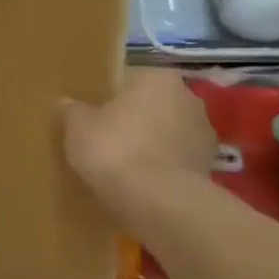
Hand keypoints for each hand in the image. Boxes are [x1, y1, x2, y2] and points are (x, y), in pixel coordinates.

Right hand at [61, 69, 214, 214]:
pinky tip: (137, 181)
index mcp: (158, 79)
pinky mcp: (209, 166)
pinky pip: (174, 159)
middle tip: (102, 136)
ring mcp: (204, 134)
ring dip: (149, 143)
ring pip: (166, 133)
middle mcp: (189, 98)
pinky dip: (160, 166)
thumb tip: (68, 103)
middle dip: (132, 119)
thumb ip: (73, 110)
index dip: (108, 97)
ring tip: (119, 163)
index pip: (129, 80)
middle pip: (151, 105)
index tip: (92, 114)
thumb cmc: (114, 147)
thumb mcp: (77, 125)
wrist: (158, 199)